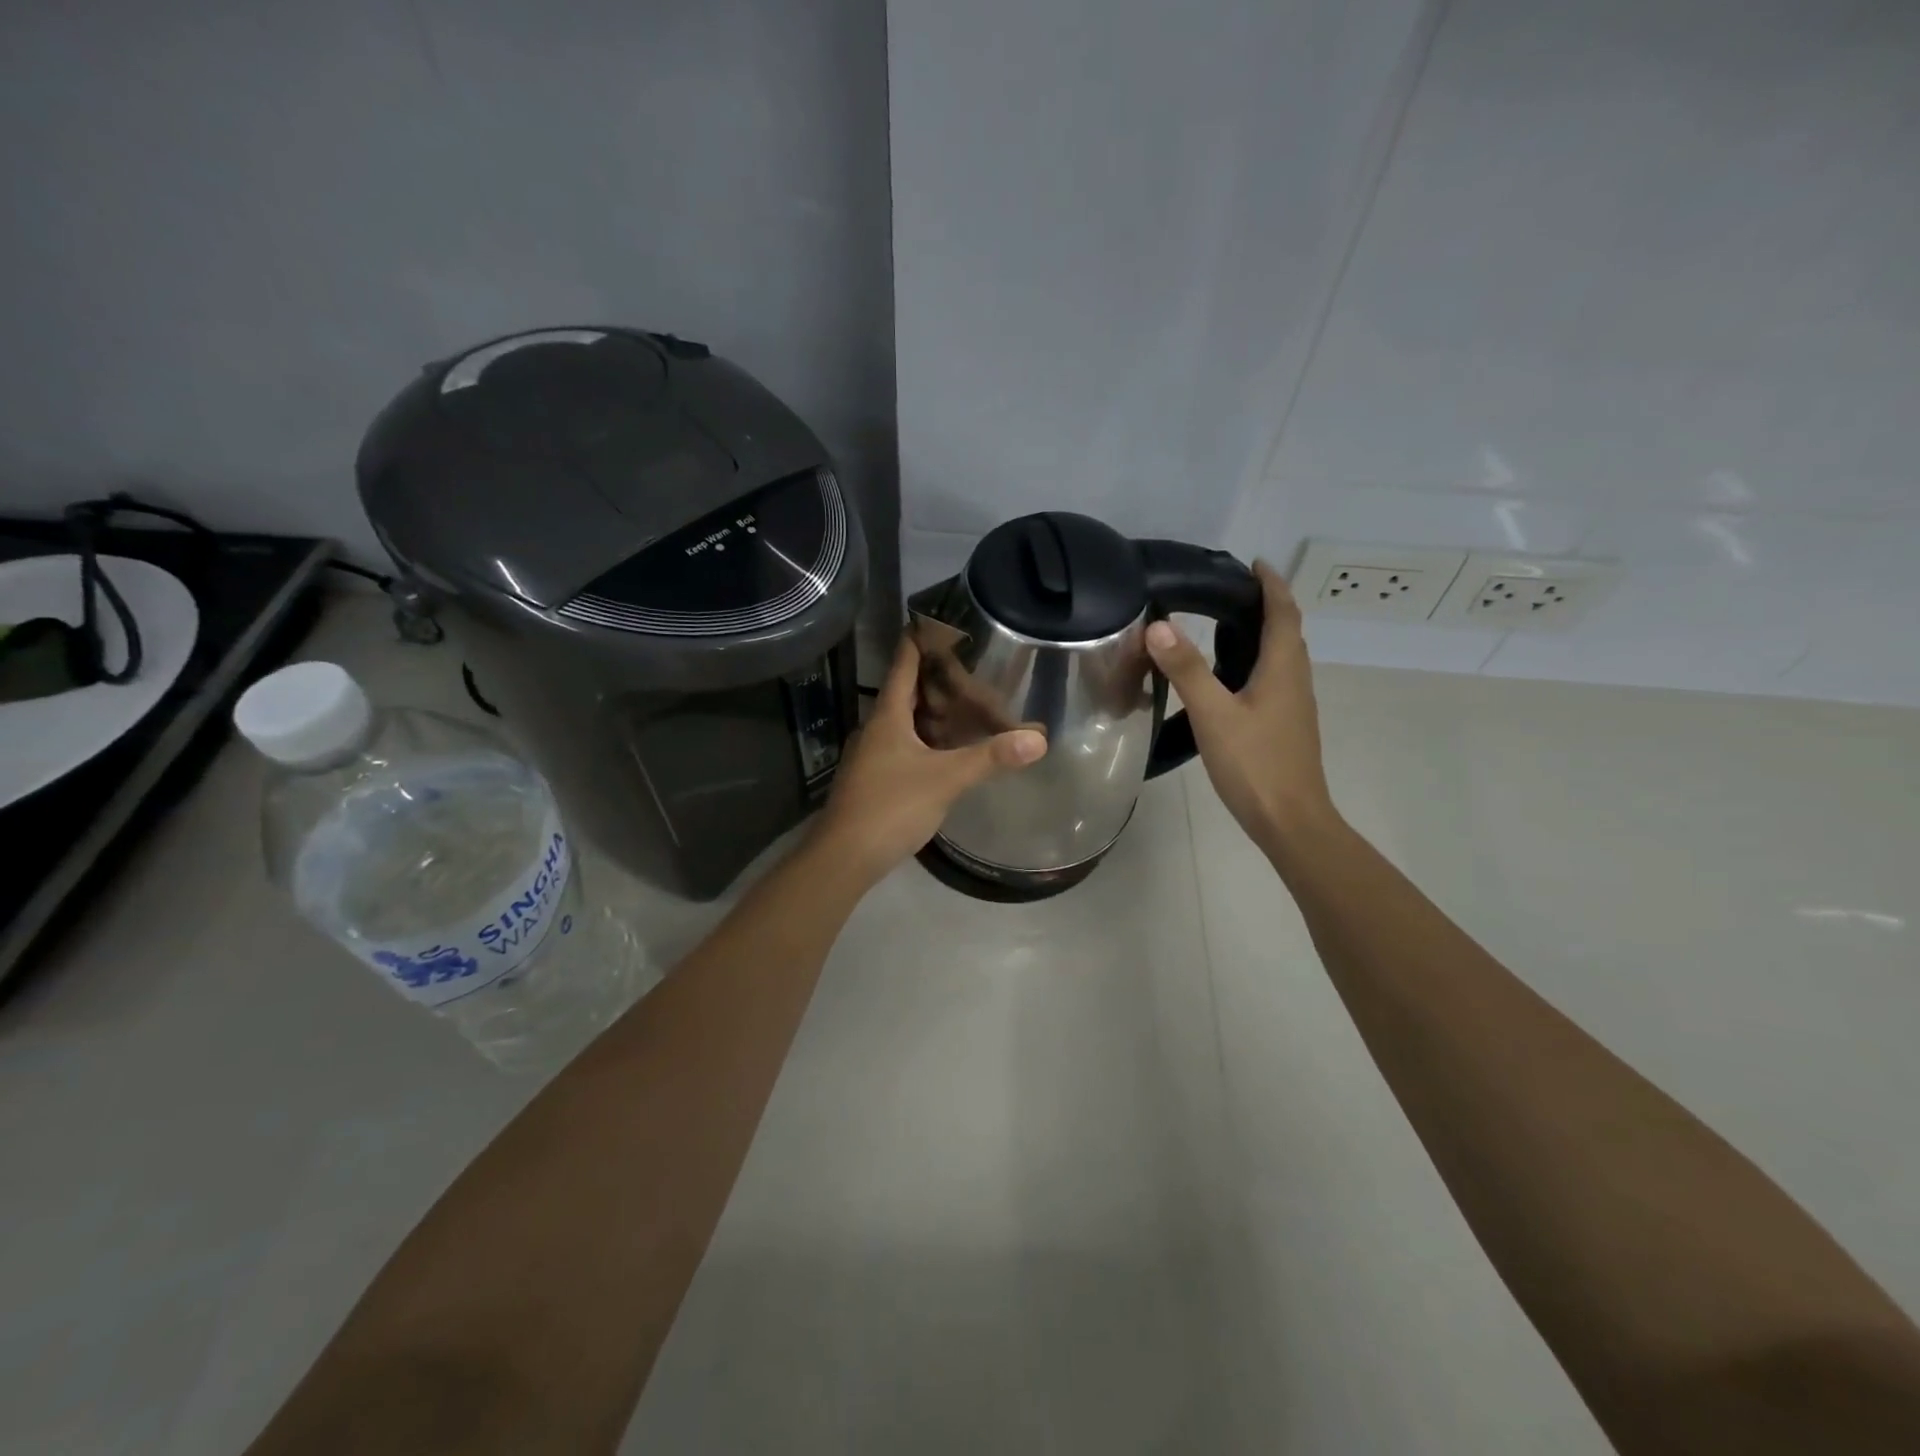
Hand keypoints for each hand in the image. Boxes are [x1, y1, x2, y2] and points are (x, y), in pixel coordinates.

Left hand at [814, 635, 1046, 885]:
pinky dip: (926, 739)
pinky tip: (946, 750)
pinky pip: (904, 746)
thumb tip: (1038, 738)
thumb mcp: (946, 779)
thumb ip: (991, 757)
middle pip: (906, 693)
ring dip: (931, 712)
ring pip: (904, 722)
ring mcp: (872, 756)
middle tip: (970, 667)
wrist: (845, 857)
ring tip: (965, 704)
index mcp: (888, 717)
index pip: (903, 665)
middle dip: (935, 679)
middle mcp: (876, 729)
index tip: (938, 620)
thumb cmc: (891, 807)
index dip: (919, 640)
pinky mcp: (874, 780)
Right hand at [1145, 561, 1336, 852]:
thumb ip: (1187, 669)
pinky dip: (1256, 661)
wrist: (1290, 820)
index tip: (1253, 562)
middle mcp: (1295, 680)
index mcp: (1283, 668)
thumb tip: (1159, 625)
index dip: (1271, 584)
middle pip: (1287, 631)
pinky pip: (1274, 678)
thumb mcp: (1213, 714)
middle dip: (1266, 604)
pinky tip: (1229, 677)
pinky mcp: (1286, 725)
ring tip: (1224, 625)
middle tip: (1228, 591)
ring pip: (1281, 656)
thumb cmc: (1255, 764)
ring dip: (1262, 633)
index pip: (1283, 612)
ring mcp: (1294, 705)